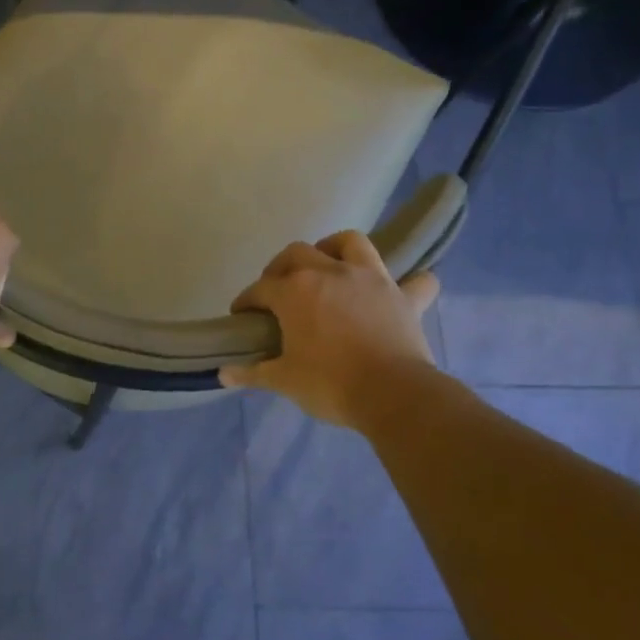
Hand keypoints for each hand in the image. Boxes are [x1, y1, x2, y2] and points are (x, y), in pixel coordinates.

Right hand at [218, 230, 440, 432]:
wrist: (393, 396)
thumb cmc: (330, 384)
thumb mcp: (283, 380)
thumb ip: (252, 373)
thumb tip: (223, 373)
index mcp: (294, 291)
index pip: (260, 289)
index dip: (247, 301)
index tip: (242, 315)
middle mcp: (329, 272)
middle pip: (297, 253)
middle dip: (281, 267)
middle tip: (278, 290)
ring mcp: (370, 279)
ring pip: (350, 243)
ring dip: (336, 249)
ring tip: (329, 266)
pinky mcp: (404, 296)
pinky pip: (415, 281)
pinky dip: (409, 283)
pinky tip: (400, 291)